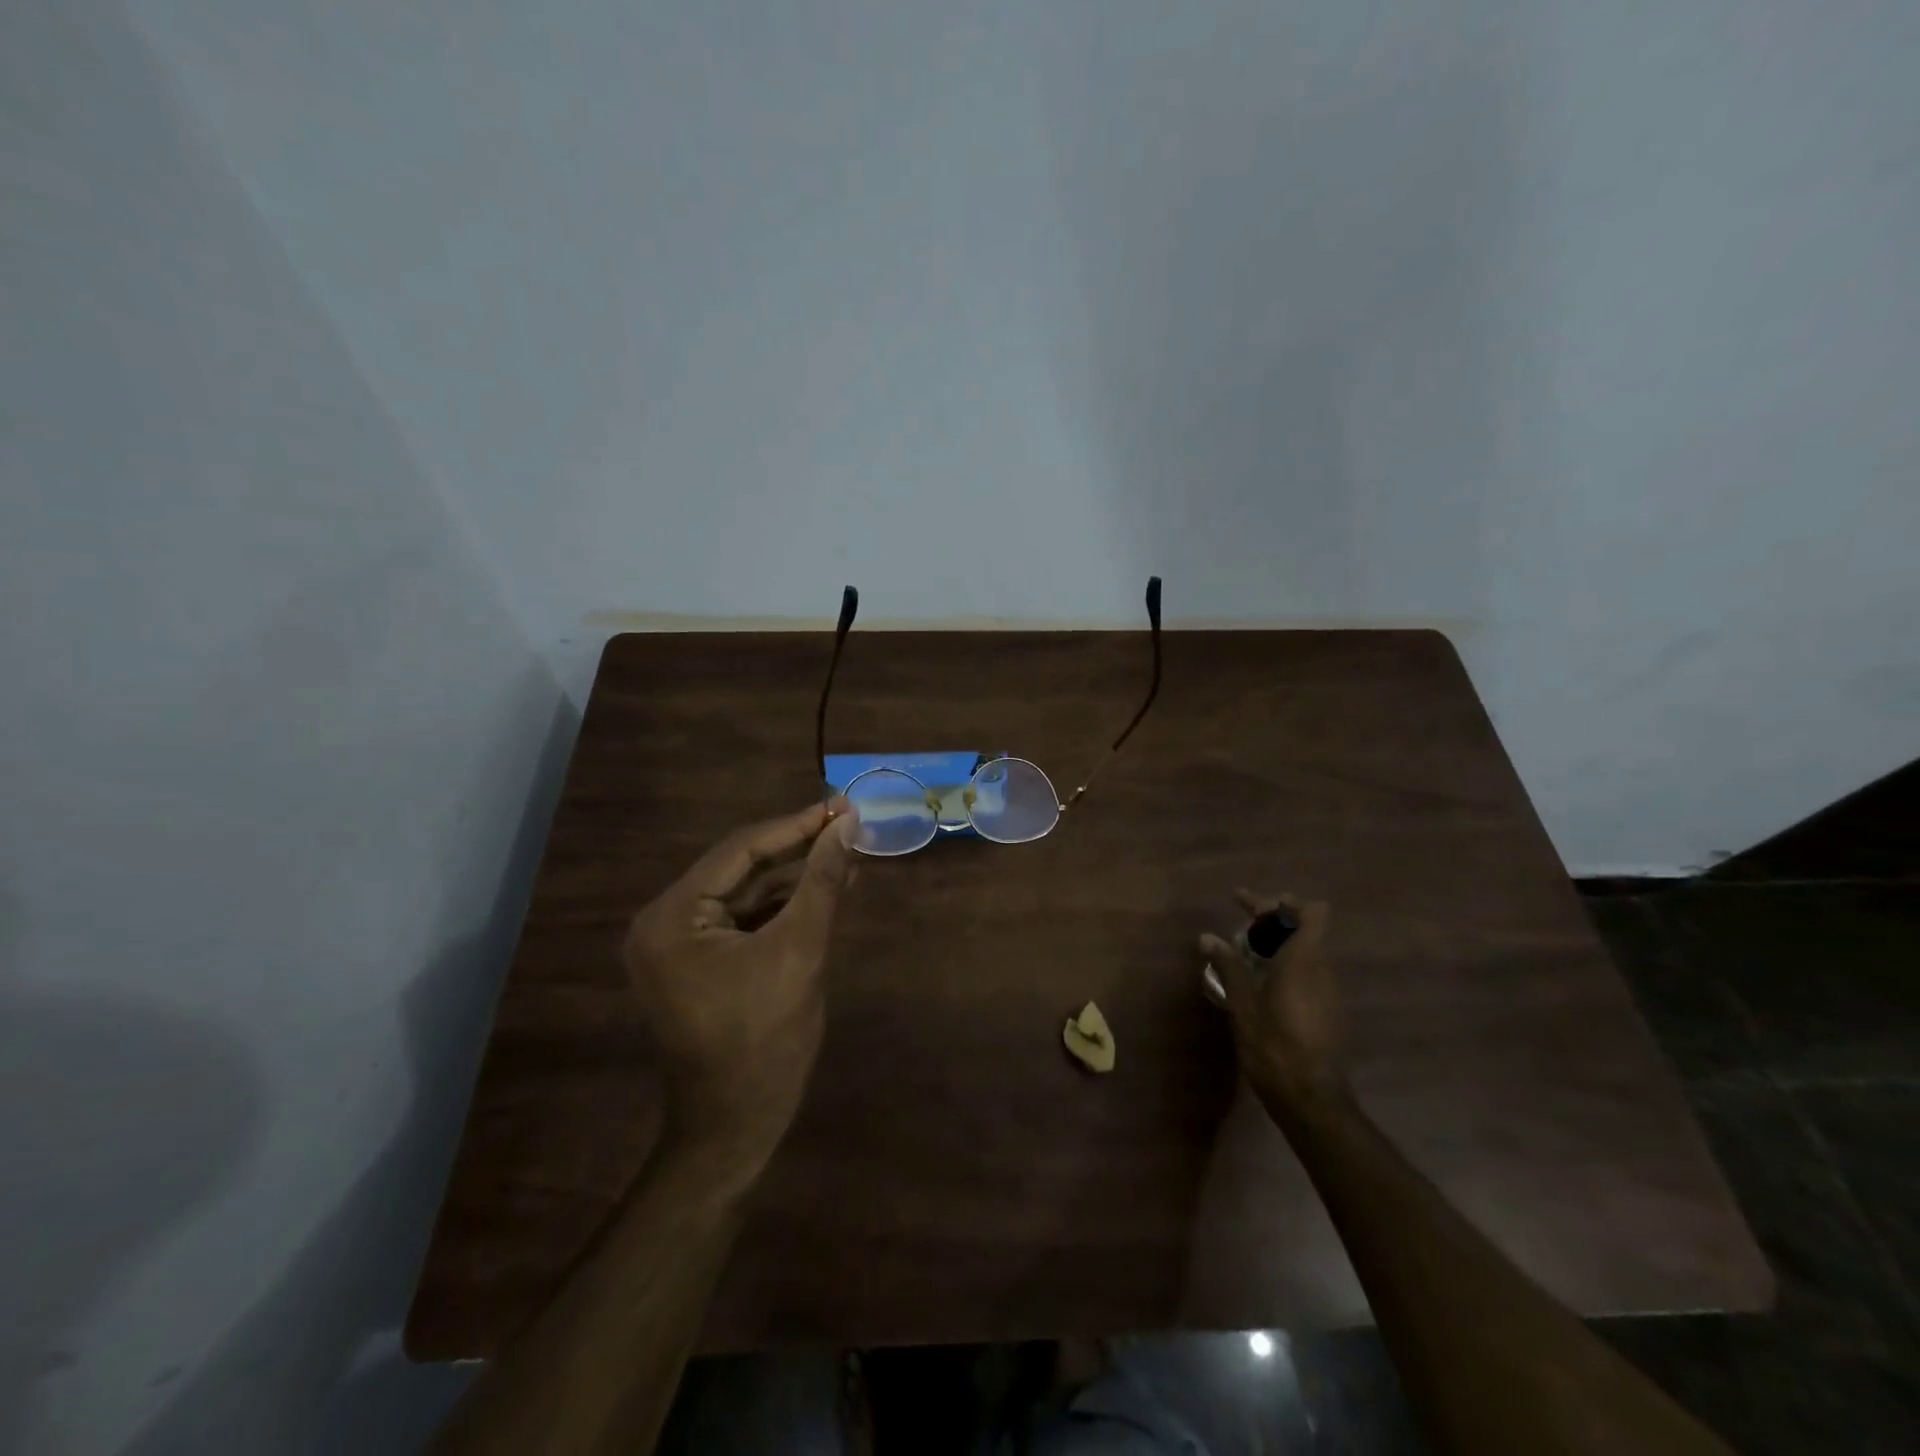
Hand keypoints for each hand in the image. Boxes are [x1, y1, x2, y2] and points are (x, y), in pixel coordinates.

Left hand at [624, 800, 858, 1176]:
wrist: (736, 1127)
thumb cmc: (765, 1040)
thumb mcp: (799, 951)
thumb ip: (821, 882)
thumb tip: (846, 825)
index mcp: (673, 917)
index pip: (740, 851)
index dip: (795, 826)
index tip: (841, 807)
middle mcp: (666, 922)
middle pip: (741, 868)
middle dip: (797, 849)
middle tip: (847, 825)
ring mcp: (681, 945)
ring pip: (747, 892)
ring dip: (795, 876)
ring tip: (847, 854)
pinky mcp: (702, 963)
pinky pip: (746, 919)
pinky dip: (785, 905)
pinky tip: (825, 889)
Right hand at [1199, 890, 1348, 1124]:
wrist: (1312, 1100)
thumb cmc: (1274, 1047)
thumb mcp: (1243, 1006)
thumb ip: (1229, 967)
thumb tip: (1208, 937)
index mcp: (1303, 961)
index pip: (1310, 913)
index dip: (1282, 903)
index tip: (1248, 905)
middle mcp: (1322, 970)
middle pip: (1305, 929)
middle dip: (1273, 921)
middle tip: (1240, 925)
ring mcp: (1329, 992)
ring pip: (1307, 951)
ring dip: (1278, 944)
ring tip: (1245, 954)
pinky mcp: (1328, 1010)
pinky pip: (1308, 972)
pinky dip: (1285, 965)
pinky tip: (1261, 983)